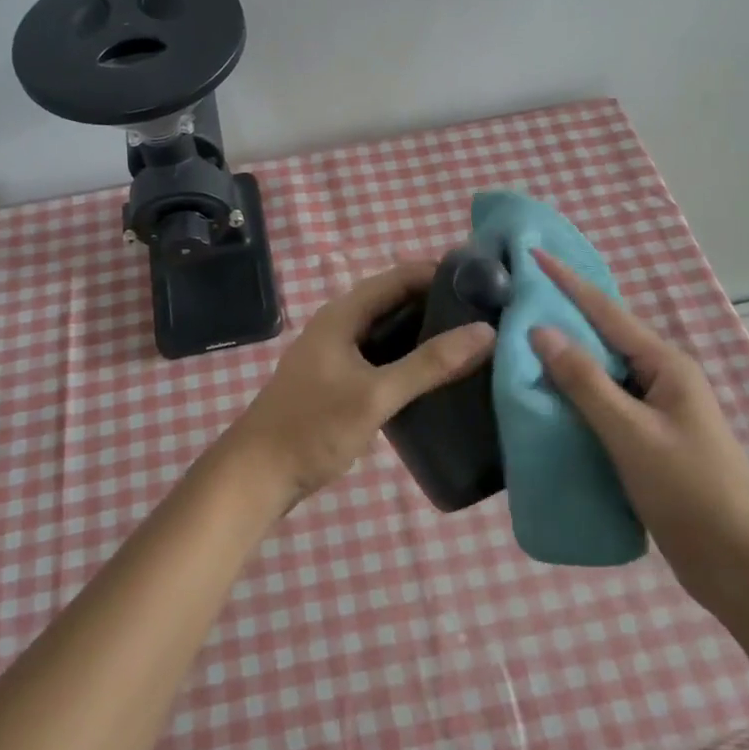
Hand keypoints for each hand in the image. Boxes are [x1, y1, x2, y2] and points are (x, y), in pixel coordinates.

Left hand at [221, 262, 495, 512]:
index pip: (401, 276)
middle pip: (398, 301)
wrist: (258, 474)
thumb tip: (486, 331)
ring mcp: (340, 353)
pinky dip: (412, 359)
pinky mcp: (342, 380)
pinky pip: (384, 357)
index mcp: (344, 313)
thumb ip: (429, 364)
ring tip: (476, 342)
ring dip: (428, 334)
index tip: (487, 285)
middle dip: (440, 305)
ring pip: (392, 331)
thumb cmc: (314, 427)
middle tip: (490, 316)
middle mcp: (342, 324)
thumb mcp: (376, 395)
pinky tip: (441, 375)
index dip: (442, 275)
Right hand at [526, 249, 748, 606]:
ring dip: (565, 360)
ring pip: (601, 373)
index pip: (606, 311)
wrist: (739, 567)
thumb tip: (541, 331)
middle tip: (515, 301)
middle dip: (562, 316)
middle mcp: (662, 378)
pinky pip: (603, 405)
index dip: (568, 282)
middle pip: (603, 337)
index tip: (533, 254)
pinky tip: (545, 400)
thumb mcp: (631, 433)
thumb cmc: (689, 491)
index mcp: (666, 365)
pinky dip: (574, 396)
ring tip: (518, 346)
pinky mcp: (648, 441)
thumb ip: (585, 381)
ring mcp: (656, 411)